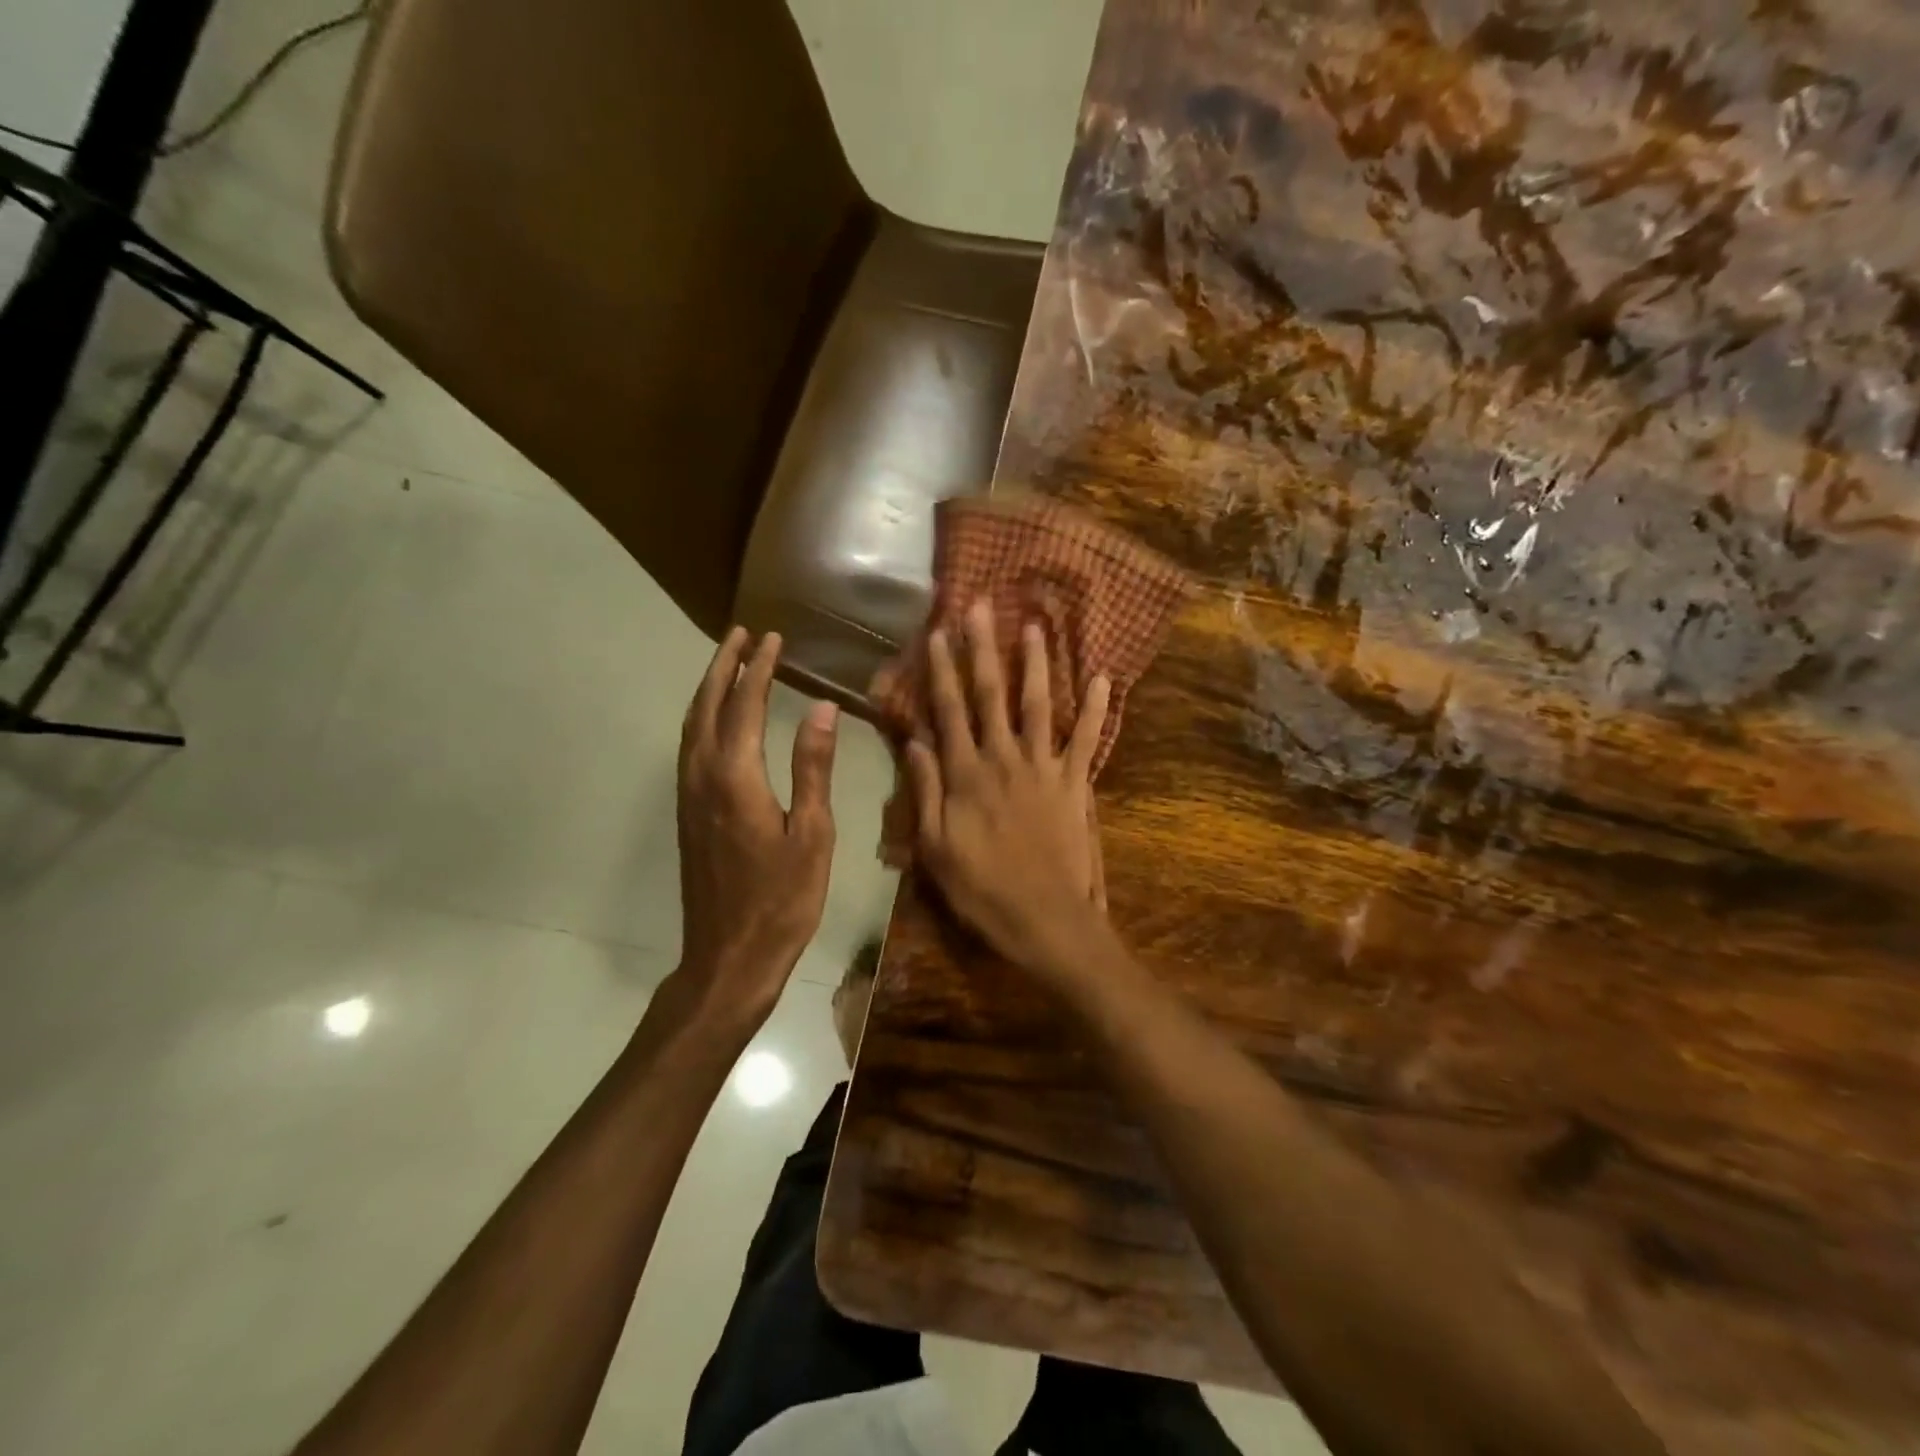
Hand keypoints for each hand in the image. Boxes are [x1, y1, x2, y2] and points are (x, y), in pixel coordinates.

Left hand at [677, 628, 838, 1021]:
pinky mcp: (687, 814)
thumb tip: (821, 709)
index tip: (772, 637)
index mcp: (736, 778)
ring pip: (691, 726)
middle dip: (723, 666)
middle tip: (740, 633)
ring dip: (708, 688)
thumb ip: (813, 767)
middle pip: (707, 706)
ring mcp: (688, 796)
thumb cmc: (783, 900)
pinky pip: (689, 747)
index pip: (744, 705)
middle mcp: (702, 777)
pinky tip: (716, 720)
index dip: (758, 668)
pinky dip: (701, 718)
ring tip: (727, 663)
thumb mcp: (812, 834)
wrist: (729, 957)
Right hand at [906, 600, 1110, 973]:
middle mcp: (1003, 760)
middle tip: (979, 606)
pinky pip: (1086, 740)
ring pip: (1037, 706)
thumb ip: (926, 791)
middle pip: (991, 695)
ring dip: (1035, 664)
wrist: (1045, 919)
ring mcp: (1043, 768)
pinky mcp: (1074, 783)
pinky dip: (1094, 708)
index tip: (936, 632)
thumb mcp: (935, 849)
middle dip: (983, 648)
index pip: (948, 711)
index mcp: (966, 775)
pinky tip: (1103, 677)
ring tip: (1033, 626)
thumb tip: (914, 741)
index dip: (941, 670)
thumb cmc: (982, 890)